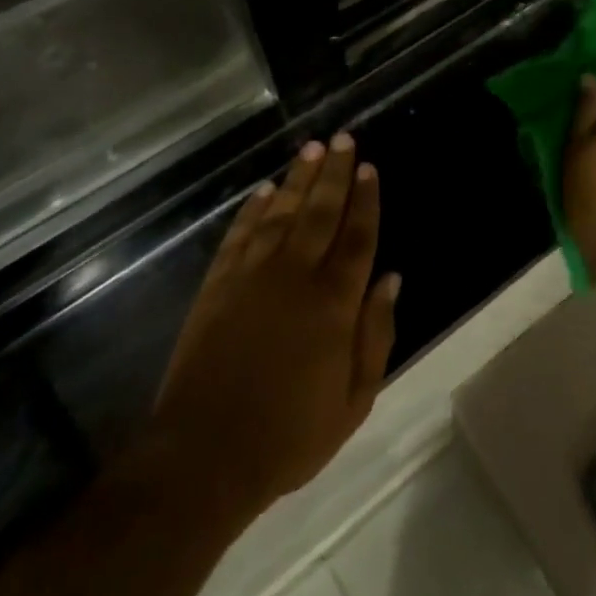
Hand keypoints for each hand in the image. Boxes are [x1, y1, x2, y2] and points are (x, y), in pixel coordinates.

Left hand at [140, 134, 398, 528]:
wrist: (205, 456)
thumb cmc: (289, 435)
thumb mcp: (353, 401)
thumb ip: (376, 334)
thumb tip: (391, 278)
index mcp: (334, 301)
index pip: (357, 236)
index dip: (366, 200)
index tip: (371, 168)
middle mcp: (296, 274)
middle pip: (321, 211)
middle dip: (335, 172)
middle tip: (344, 139)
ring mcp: (252, 275)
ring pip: (281, 212)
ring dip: (298, 178)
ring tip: (312, 149)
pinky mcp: (218, 284)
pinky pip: (240, 234)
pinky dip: (253, 209)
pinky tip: (264, 191)